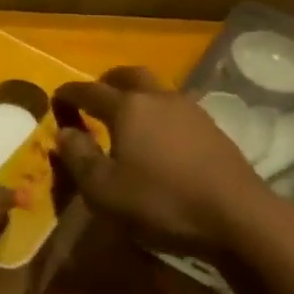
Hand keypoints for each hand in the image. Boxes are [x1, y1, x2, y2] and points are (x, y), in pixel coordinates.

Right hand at [51, 67, 274, 251]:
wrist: (238, 217)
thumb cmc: (161, 202)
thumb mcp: (104, 190)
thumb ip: (79, 157)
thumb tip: (64, 132)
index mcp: (128, 107)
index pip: (89, 90)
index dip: (69, 93)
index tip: (56, 98)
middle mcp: (158, 98)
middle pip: (128, 76)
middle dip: (107, 82)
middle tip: (94, 98)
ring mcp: (190, 110)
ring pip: (156, 89)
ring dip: (136, 96)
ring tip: (126, 119)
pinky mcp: (212, 129)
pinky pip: (175, 109)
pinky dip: (158, 114)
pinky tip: (159, 138)